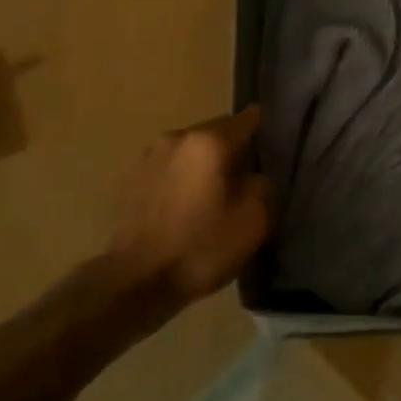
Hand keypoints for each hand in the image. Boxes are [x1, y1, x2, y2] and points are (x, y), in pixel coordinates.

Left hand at [109, 106, 273, 303]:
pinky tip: (186, 206)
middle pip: (213, 134)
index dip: (259, 125)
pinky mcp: (131, 180)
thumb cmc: (200, 247)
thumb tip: (252, 177)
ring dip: (202, 165)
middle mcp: (176, 138)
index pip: (243, 120)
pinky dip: (181, 180)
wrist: (136, 280)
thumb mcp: (252, 221)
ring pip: (188, 152)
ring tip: (214, 192)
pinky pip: (168, 170)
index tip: (269, 134)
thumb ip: (261, 186)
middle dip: (230, 148)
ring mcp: (148, 158)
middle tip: (246, 173)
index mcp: (208, 142)